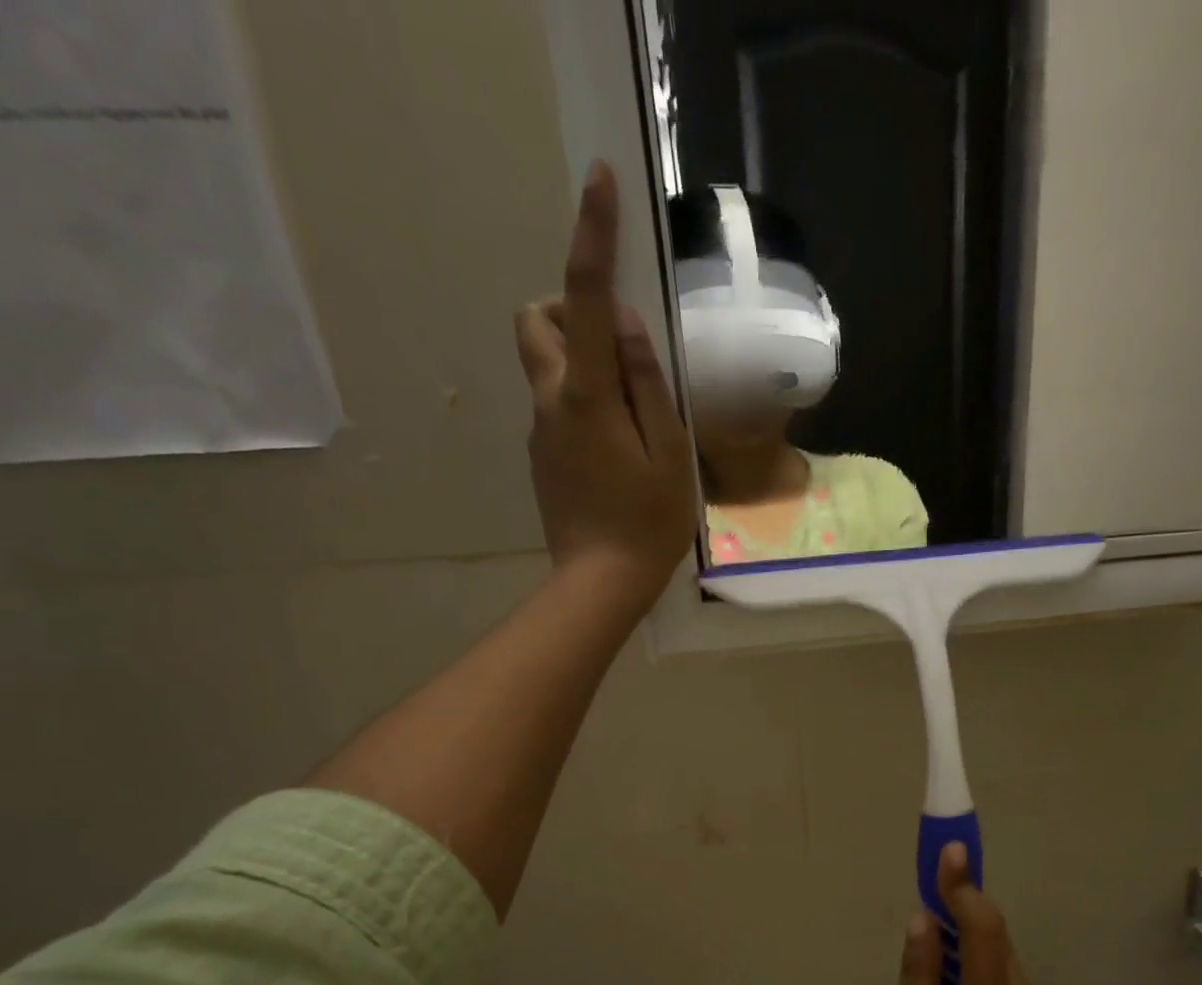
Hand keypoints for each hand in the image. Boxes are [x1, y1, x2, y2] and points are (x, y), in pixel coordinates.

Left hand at [516, 161, 696, 613]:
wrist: (600, 583)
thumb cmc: (647, 523)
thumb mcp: (669, 453)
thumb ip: (647, 384)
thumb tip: (623, 325)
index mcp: (587, 395)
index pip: (583, 298)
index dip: (591, 236)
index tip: (599, 183)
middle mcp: (550, 401)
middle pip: (533, 319)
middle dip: (566, 309)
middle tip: (616, 348)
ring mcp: (539, 430)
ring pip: (543, 364)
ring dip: (579, 360)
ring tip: (630, 412)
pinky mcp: (542, 456)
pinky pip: (556, 405)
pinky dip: (583, 402)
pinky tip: (618, 449)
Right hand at [892, 843, 1056, 984]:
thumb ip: (917, 979)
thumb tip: (922, 920)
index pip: (982, 922)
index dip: (963, 883)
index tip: (948, 848)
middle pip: (990, 926)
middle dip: (961, 895)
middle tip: (928, 873)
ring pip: (993, 944)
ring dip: (963, 922)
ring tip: (927, 920)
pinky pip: (993, 965)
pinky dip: (968, 948)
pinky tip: (941, 963)